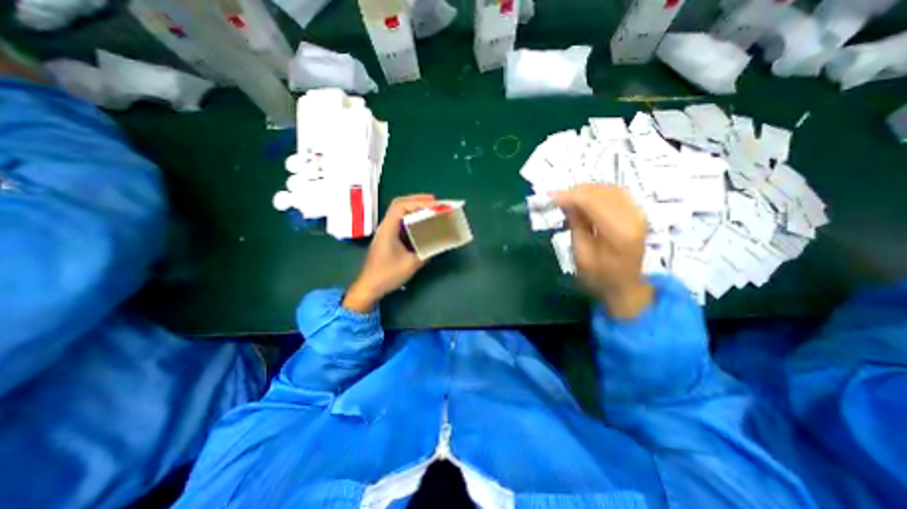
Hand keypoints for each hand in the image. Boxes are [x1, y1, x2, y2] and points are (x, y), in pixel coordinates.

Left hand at [342, 195, 436, 313]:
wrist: (369, 286)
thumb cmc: (387, 274)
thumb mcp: (411, 263)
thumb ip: (427, 251)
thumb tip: (440, 241)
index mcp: (388, 229)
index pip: (400, 206)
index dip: (418, 202)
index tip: (434, 205)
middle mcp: (385, 226)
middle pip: (399, 205)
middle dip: (417, 201)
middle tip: (434, 202)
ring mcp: (385, 231)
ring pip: (399, 213)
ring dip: (415, 209)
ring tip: (430, 210)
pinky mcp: (388, 237)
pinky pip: (400, 222)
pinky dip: (412, 219)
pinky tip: (421, 223)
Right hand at [554, 182, 652, 317]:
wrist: (626, 285)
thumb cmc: (600, 277)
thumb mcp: (581, 255)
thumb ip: (576, 226)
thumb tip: (567, 203)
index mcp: (619, 233)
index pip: (593, 202)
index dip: (570, 195)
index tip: (550, 197)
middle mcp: (633, 218)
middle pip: (602, 191)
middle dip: (576, 191)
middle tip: (557, 199)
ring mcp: (639, 214)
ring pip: (610, 188)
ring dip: (587, 190)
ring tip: (569, 200)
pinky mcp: (637, 212)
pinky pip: (616, 192)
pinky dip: (598, 193)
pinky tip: (585, 200)